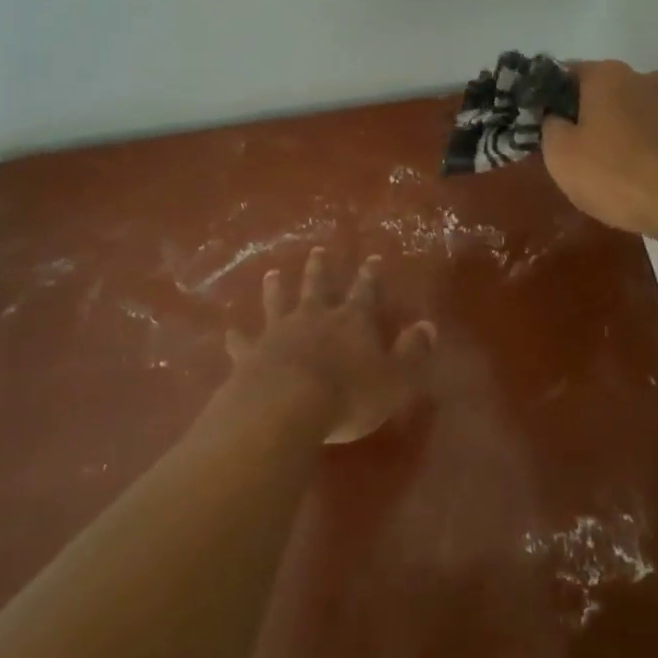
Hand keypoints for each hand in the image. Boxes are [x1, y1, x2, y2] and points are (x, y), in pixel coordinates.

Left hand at [223, 248, 435, 443]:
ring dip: (276, 289)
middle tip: (317, 251)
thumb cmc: (348, 395)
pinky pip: (243, 342)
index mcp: (352, 321)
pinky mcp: (251, 354)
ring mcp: (279, 333)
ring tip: (272, 273)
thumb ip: (412, 352)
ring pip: (278, 303)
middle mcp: (315, 318)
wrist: (285, 407)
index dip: (370, 277)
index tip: (371, 258)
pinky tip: (228, 331)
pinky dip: (237, 337)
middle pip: (318, 287)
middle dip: (320, 269)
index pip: (365, 292)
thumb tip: (429, 326)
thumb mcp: (395, 378)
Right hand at [541, 60, 657, 242]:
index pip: (565, 74)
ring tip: (610, 172)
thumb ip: (549, 127)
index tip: (542, 127)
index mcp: (607, 75)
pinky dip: (645, 150)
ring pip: (633, 114)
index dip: (549, 99)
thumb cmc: (617, 174)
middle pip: (602, 93)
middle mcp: (644, 77)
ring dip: (619, 134)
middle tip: (574, 154)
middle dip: (587, 117)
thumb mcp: (561, 155)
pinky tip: (641, 179)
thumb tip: (556, 117)